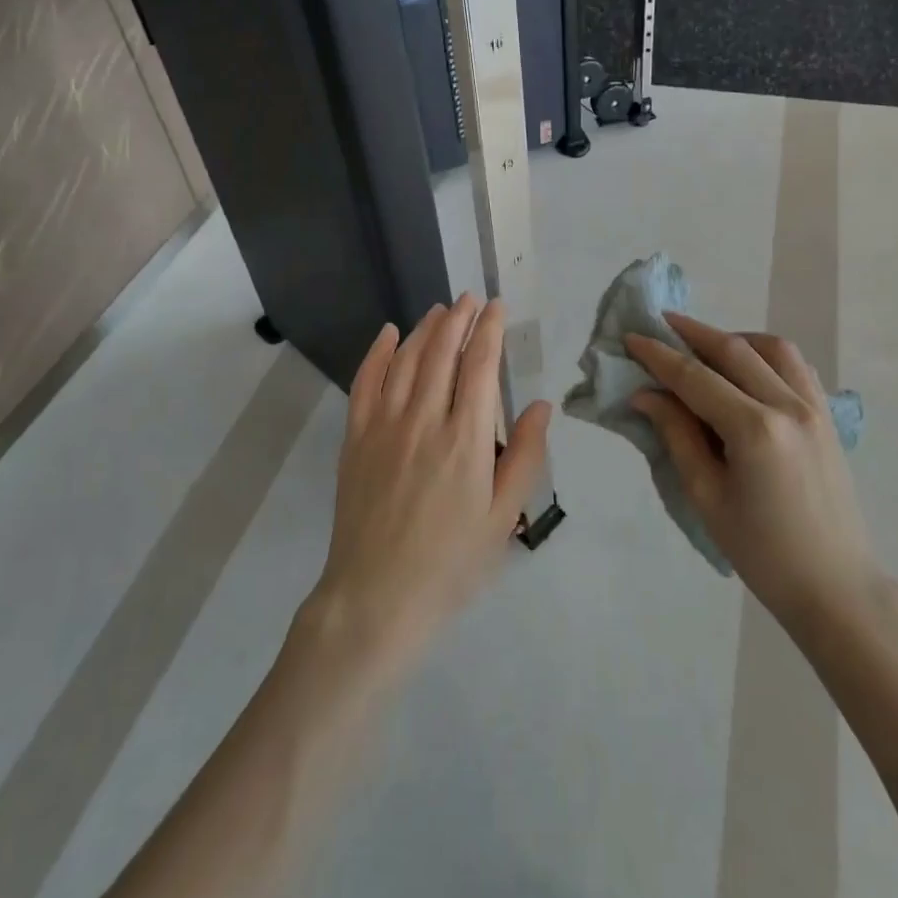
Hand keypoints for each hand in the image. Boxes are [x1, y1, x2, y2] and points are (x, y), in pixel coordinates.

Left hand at [314, 295, 551, 667]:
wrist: (377, 598)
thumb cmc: (451, 563)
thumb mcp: (503, 517)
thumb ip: (524, 456)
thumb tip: (542, 404)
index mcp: (466, 439)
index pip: (480, 366)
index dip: (490, 330)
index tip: (497, 307)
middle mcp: (424, 420)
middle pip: (442, 352)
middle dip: (459, 319)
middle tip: (470, 299)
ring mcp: (384, 426)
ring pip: (406, 360)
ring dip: (424, 329)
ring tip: (439, 310)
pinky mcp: (355, 438)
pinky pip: (365, 383)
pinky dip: (377, 353)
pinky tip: (387, 334)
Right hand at [626, 313, 874, 629]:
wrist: (836, 586)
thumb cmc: (762, 551)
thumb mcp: (706, 496)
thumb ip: (677, 435)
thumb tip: (646, 395)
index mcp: (754, 430)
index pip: (695, 377)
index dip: (659, 355)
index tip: (631, 338)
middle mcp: (788, 406)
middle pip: (733, 349)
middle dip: (692, 332)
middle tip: (660, 324)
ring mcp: (815, 408)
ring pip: (772, 348)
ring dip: (733, 337)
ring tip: (704, 346)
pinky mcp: (828, 417)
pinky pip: (796, 367)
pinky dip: (766, 354)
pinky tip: (747, 368)